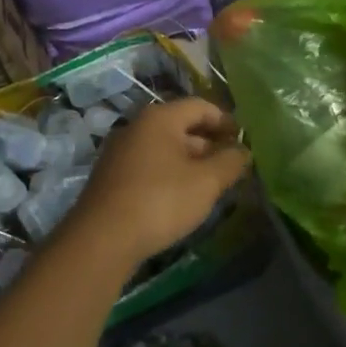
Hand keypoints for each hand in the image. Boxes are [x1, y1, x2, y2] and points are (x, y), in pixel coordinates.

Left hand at [64, 98, 249, 263]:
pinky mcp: (111, 177)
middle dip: (209, 144)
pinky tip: (181, 198)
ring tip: (211, 185)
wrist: (101, 239)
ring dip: (190, 161)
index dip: (226, 121)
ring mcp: (120, 152)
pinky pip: (149, 165)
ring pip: (165, 148)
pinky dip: (170, 174)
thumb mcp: (206, 182)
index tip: (244, 141)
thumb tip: (243, 151)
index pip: (200, 106)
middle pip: (181, 126)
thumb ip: (230, 162)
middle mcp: (136, 127)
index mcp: (160, 118)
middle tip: (231, 166)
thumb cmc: (160, 201)